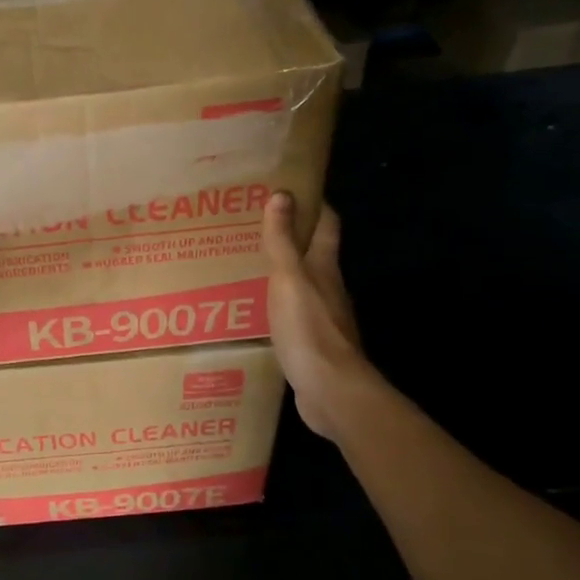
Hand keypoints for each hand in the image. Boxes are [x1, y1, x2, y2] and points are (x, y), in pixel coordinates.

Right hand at [262, 192, 372, 439]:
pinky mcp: (312, 345)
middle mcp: (328, 289)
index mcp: (324, 268)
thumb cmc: (309, 329)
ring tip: (248, 268)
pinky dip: (278, 307)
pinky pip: (294, 316)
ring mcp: (323, 319)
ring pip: (303, 286)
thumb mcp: (288, 280)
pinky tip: (257, 313)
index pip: (326, 225)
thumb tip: (283, 194)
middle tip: (255, 228)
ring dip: (283, 275)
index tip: (292, 189)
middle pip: (314, 255)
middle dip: (291, 239)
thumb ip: (282, 241)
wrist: (330, 390)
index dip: (314, 204)